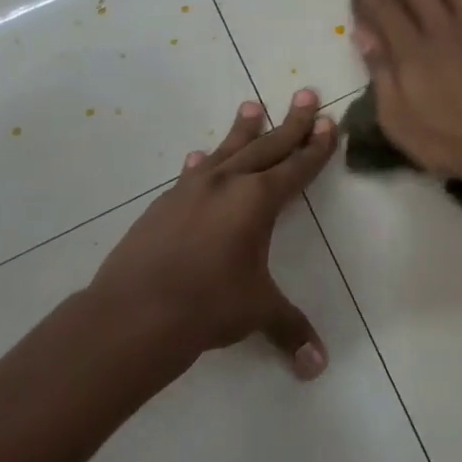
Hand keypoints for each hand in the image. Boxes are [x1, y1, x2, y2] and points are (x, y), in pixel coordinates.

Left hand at [86, 89, 336, 383]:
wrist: (133, 314)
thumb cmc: (208, 306)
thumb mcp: (257, 312)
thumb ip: (290, 331)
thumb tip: (318, 367)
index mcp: (258, 201)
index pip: (296, 167)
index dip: (316, 147)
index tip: (328, 123)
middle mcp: (227, 185)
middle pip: (267, 146)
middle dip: (291, 123)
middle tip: (306, 94)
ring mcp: (190, 192)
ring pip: (226, 151)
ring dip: (243, 130)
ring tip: (252, 106)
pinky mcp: (163, 206)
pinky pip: (191, 175)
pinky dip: (203, 163)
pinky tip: (200, 157)